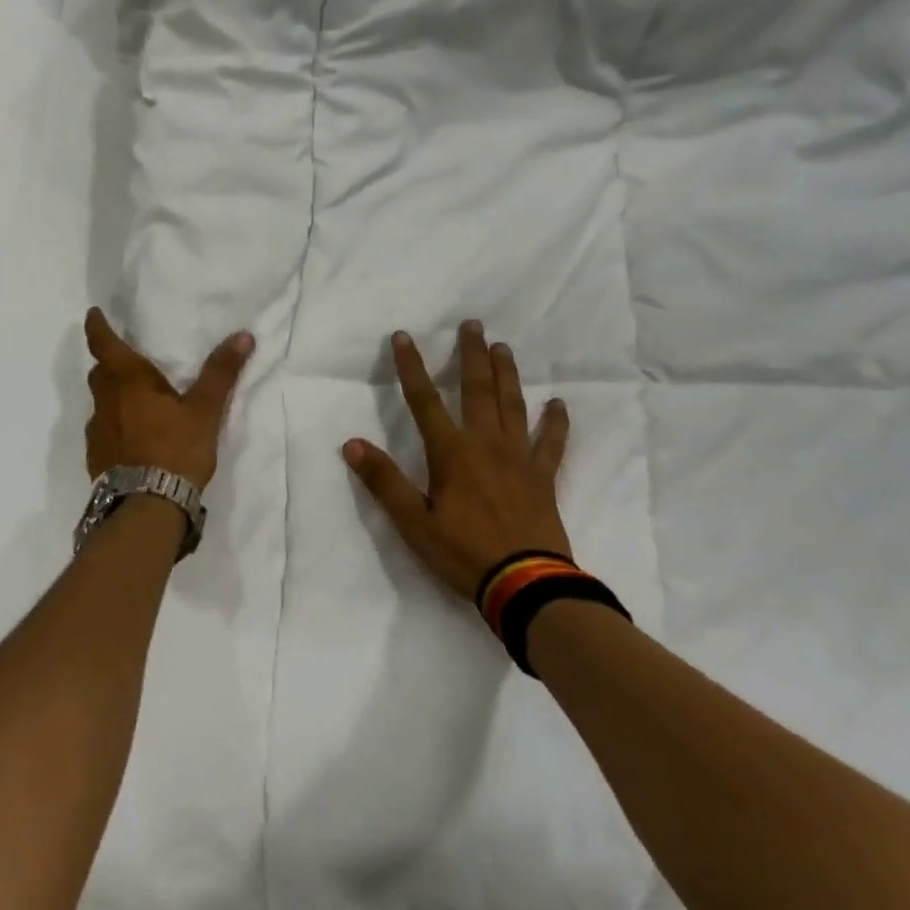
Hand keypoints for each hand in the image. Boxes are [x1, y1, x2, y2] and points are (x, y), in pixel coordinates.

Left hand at [84, 308, 253, 487]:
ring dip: (111, 396)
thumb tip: (243, 336)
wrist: (147, 506)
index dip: (97, 327)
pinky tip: (131, 437)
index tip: (92, 314)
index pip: (104, 345)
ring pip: (100, 403)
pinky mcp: (97, 458)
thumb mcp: (205, 410)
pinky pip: (103, 431)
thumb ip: (221, 373)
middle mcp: (105, 402)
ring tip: (133, 400)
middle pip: (99, 373)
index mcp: (128, 381)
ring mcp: (97, 431)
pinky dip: (113, 425)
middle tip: (124, 359)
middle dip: (108, 362)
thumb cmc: (176, 449)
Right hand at [343, 321, 572, 602]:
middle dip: (471, 355)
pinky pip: (552, 443)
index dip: (410, 367)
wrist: (526, 584)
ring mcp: (519, 458)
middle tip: (473, 324)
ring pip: (513, 405)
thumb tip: (351, 443)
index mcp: (451, 452)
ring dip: (507, 374)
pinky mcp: (544, 477)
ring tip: (503, 347)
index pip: (424, 400)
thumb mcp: (413, 522)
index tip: (402, 336)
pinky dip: (556, 422)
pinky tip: (558, 404)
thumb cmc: (463, 553)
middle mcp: (486, 444)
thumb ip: (384, 481)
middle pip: (477, 389)